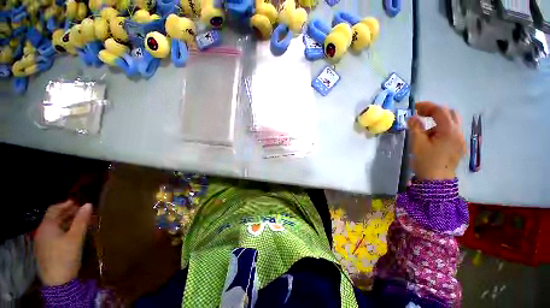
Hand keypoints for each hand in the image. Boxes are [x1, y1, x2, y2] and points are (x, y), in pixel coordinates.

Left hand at [35, 200, 91, 285]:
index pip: (55, 208)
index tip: (75, 204)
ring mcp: (40, 241)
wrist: (55, 283)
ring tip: (70, 229)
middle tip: (75, 215)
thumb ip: (81, 223)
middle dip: (64, 215)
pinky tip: (61, 243)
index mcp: (48, 223)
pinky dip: (56, 236)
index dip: (65, 205)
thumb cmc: (64, 259)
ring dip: (60, 226)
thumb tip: (88, 204)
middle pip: (53, 218)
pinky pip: (49, 238)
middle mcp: (42, 228)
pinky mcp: (41, 253)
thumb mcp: (75, 241)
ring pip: (50, 229)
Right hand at [408, 102, 465, 179]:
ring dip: (442, 121)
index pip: (438, 109)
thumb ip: (415, 126)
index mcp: (449, 130)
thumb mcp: (418, 144)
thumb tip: (414, 117)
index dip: (426, 106)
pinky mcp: (460, 148)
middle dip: (436, 112)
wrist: (437, 188)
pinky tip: (437, 141)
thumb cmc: (427, 165)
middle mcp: (458, 132)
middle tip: (424, 117)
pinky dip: (446, 130)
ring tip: (430, 132)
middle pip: (449, 113)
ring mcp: (461, 141)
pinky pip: (455, 132)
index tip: (415, 109)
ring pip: (453, 122)